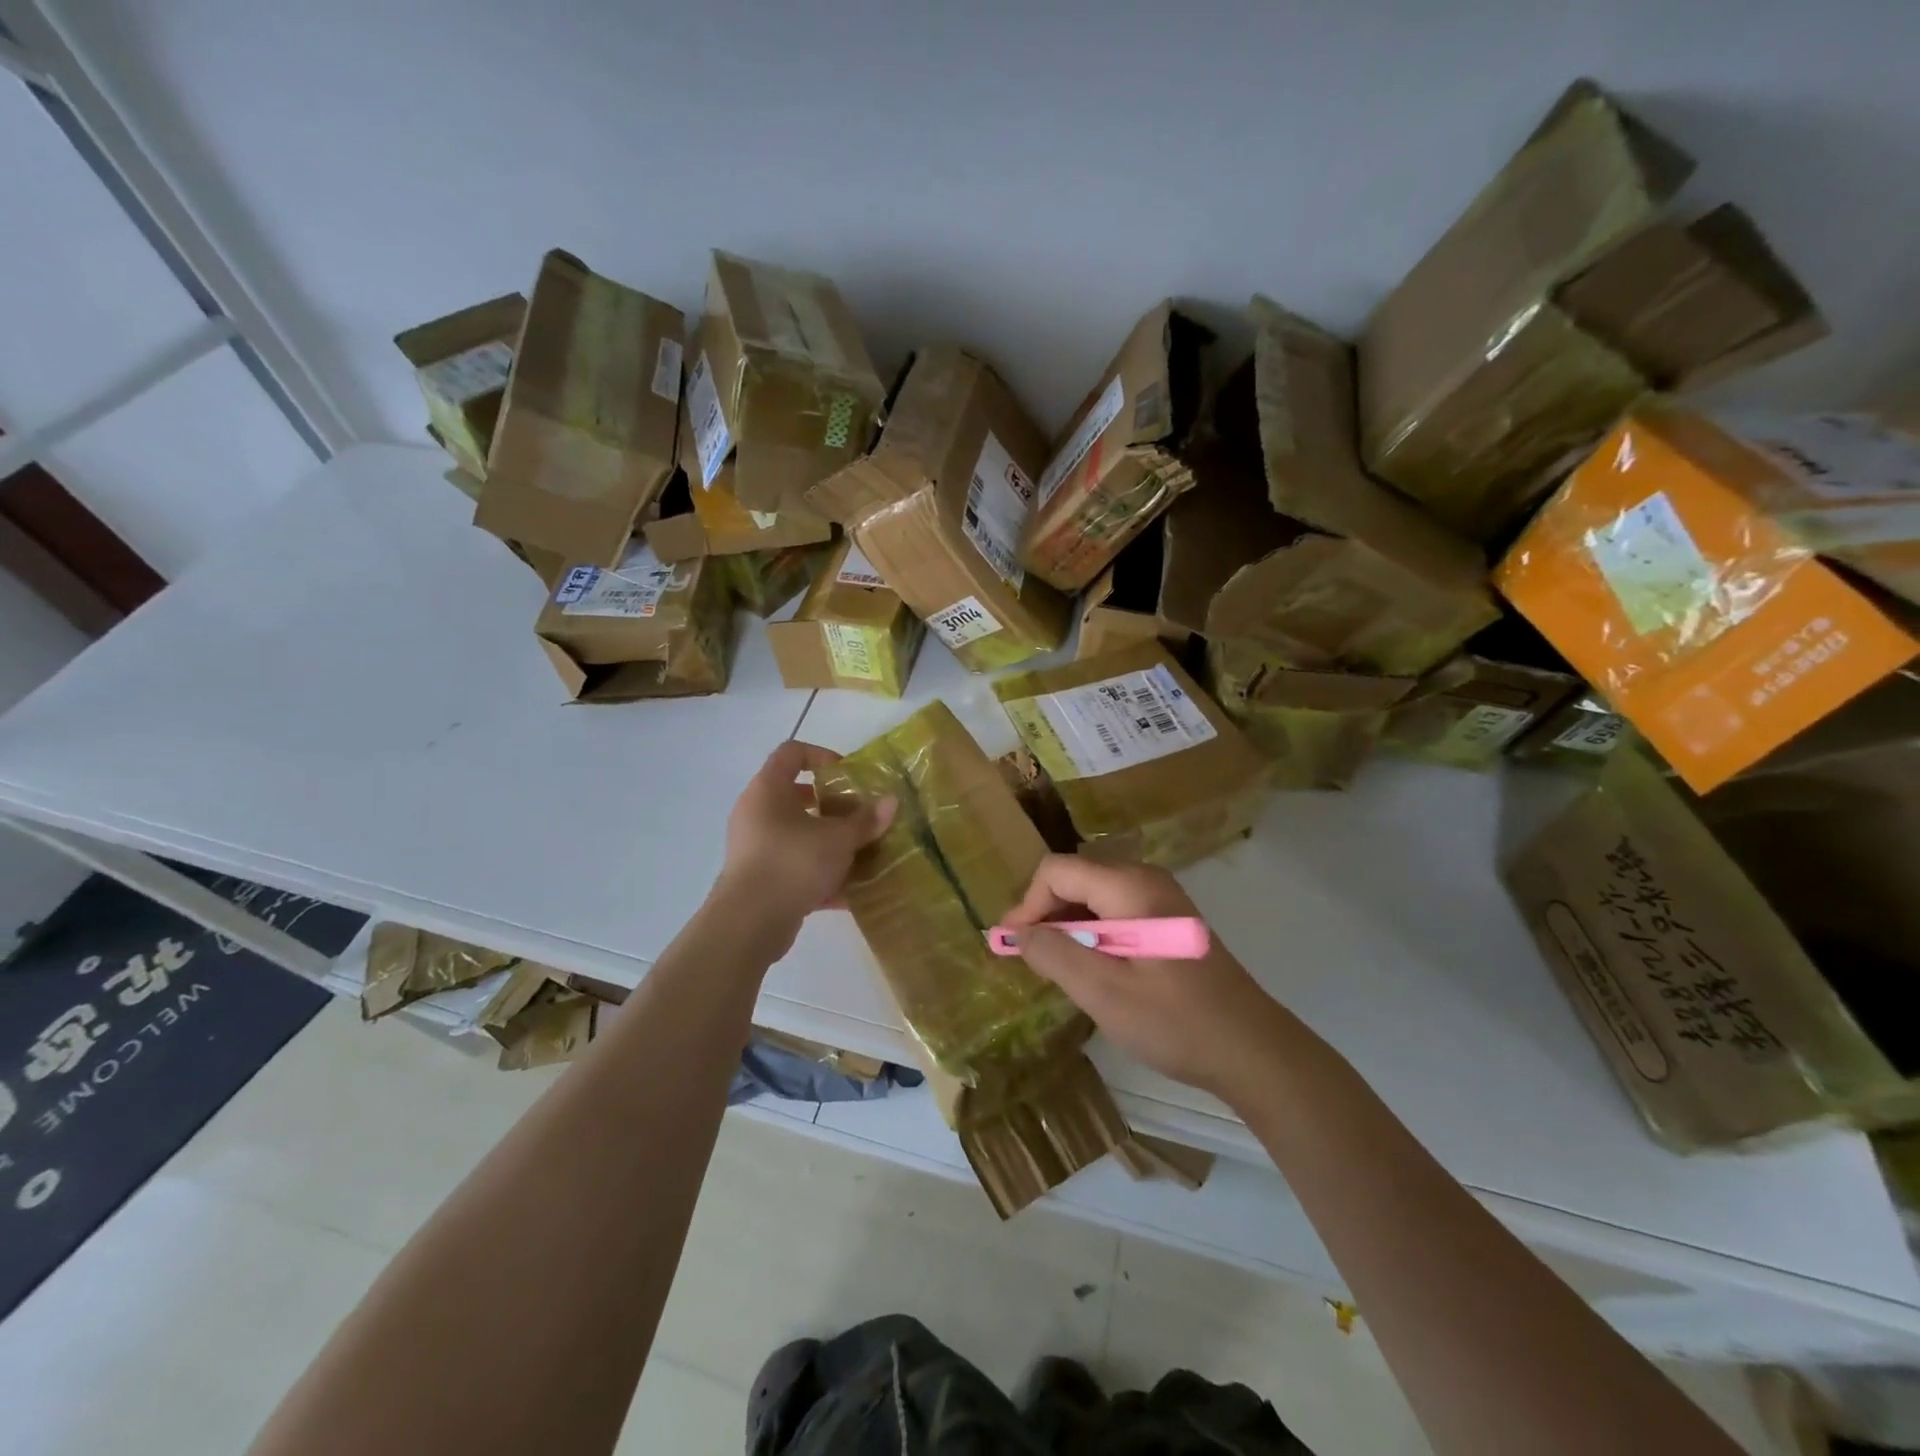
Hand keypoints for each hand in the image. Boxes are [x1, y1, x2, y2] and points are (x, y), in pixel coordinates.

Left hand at [714, 740, 895, 937]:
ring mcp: (755, 848)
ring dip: (829, 842)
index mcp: (768, 790)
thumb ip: (866, 820)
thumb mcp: (838, 838)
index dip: (821, 756)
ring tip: (861, 853)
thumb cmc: (793, 861)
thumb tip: (892, 802)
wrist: (750, 921)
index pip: (791, 753)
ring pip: (798, 835)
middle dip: (831, 805)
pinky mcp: (760, 880)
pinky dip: (820, 874)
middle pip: (795, 796)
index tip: (847, 774)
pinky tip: (851, 891)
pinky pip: (795, 866)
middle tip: (858, 815)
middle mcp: (756, 813)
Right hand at [1000, 855, 1283, 1096]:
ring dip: (1066, 925)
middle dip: (1044, 913)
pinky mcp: (1169, 921)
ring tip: (1053, 966)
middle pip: (1076, 878)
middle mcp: (1146, 879)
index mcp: (1130, 887)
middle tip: (1027, 957)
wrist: (1253, 1050)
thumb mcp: (1104, 992)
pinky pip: (1116, 911)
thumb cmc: (1176, 1022)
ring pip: (1094, 896)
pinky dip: (1092, 932)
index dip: (1028, 904)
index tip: (1011, 945)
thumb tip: (1016, 932)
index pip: (1058, 871)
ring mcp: (1161, 899)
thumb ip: (1055, 955)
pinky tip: (1089, 967)